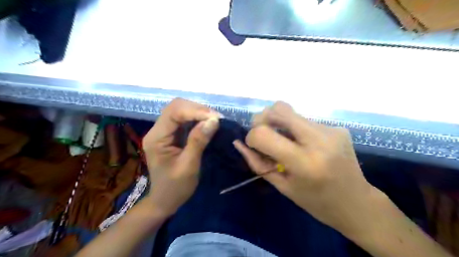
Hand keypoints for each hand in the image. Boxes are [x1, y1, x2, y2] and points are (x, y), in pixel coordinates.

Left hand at [143, 98, 222, 215]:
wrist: (165, 200)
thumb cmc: (175, 187)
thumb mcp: (189, 166)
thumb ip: (199, 141)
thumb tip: (214, 120)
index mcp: (156, 138)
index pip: (174, 112)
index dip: (196, 111)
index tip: (216, 118)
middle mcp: (157, 130)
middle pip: (176, 107)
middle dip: (198, 109)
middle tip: (217, 118)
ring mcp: (163, 131)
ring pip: (180, 111)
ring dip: (198, 113)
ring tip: (215, 120)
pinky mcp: (171, 135)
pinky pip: (184, 120)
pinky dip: (197, 119)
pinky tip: (207, 124)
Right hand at [233, 101, 384, 233]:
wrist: (357, 203)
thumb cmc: (315, 202)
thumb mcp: (282, 186)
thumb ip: (257, 163)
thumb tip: (239, 143)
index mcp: (304, 162)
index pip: (264, 134)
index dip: (252, 137)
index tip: (253, 145)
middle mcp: (319, 140)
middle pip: (279, 109)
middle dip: (262, 118)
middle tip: (262, 133)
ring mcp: (330, 130)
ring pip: (291, 113)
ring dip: (279, 123)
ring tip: (283, 142)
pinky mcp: (337, 127)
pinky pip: (304, 120)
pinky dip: (295, 129)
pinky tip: (301, 144)